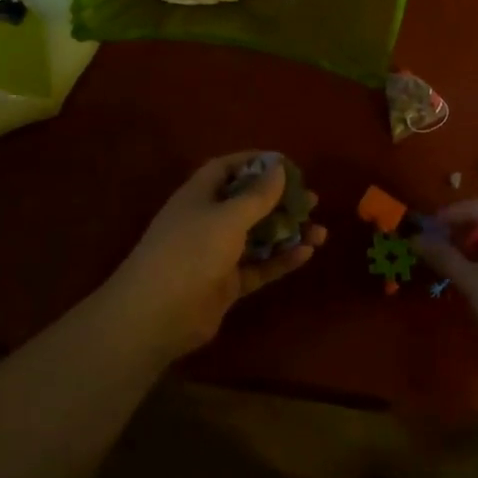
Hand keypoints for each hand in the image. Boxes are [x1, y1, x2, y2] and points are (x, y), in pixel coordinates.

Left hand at [100, 152, 326, 358]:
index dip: (254, 163)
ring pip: (258, 238)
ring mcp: (216, 254)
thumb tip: (279, 168)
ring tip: (320, 231)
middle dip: (279, 201)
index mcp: (199, 195)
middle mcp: (207, 220)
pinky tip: (307, 254)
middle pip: (247, 204)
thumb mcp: (227, 217)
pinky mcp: (226, 284)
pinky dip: (281, 260)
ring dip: (287, 233)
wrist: (157, 315)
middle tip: (312, 200)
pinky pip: (259, 267)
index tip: (286, 164)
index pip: (226, 169)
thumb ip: (257, 195)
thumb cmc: (190, 251)